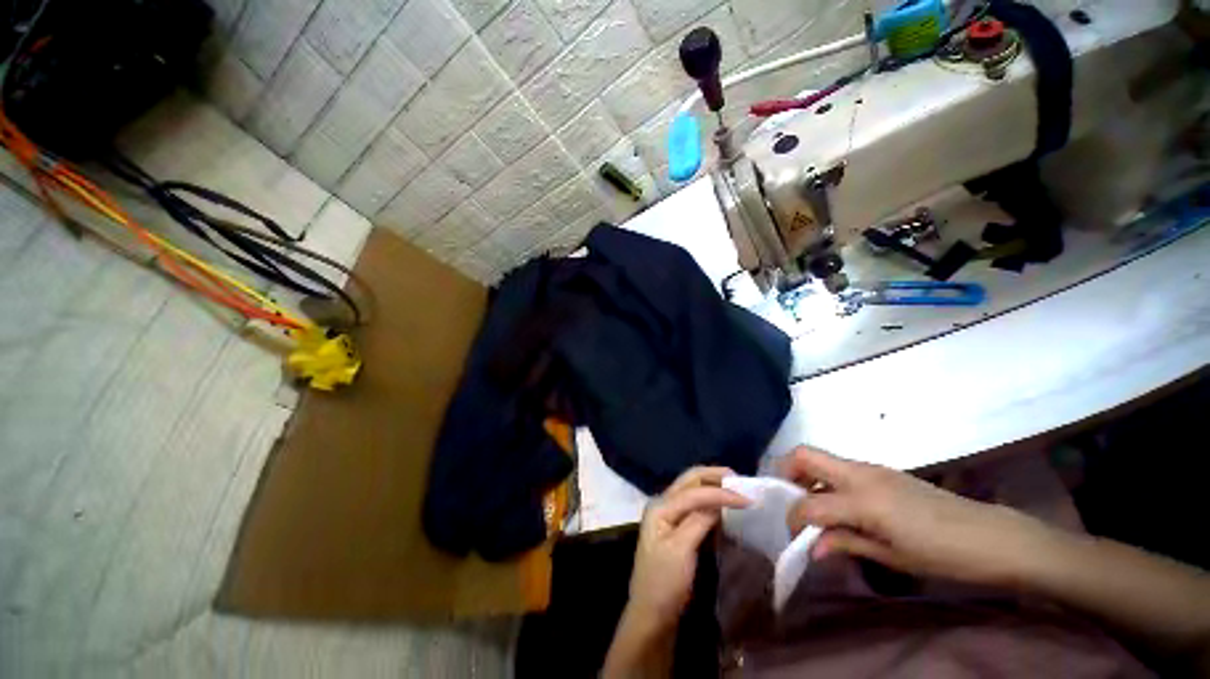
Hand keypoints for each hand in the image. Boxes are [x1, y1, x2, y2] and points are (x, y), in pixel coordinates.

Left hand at [627, 466, 750, 628]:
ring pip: (692, 490)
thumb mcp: (682, 550)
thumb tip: (719, 502)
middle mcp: (663, 504)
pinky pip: (694, 505)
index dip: (720, 493)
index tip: (748, 500)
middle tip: (739, 479)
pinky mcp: (676, 527)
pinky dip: (710, 501)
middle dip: (714, 476)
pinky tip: (723, 505)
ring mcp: (668, 515)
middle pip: (689, 481)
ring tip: (735, 488)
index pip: (693, 492)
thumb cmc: (664, 583)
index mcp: (660, 507)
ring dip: (713, 486)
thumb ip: (698, 521)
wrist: (652, 615)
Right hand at [782, 446, 1059, 587]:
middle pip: (804, 455)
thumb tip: (812, 547)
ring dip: (807, 477)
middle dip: (786, 473)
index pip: (809, 503)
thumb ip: (846, 544)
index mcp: (863, 500)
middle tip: (788, 499)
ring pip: (821, 458)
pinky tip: (842, 506)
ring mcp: (871, 468)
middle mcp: (860, 475)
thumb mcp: (892, 557)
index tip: (793, 535)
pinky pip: (841, 468)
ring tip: (814, 507)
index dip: (793, 519)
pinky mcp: (882, 470)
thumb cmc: (942, 554)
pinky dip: (828, 480)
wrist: (991, 536)